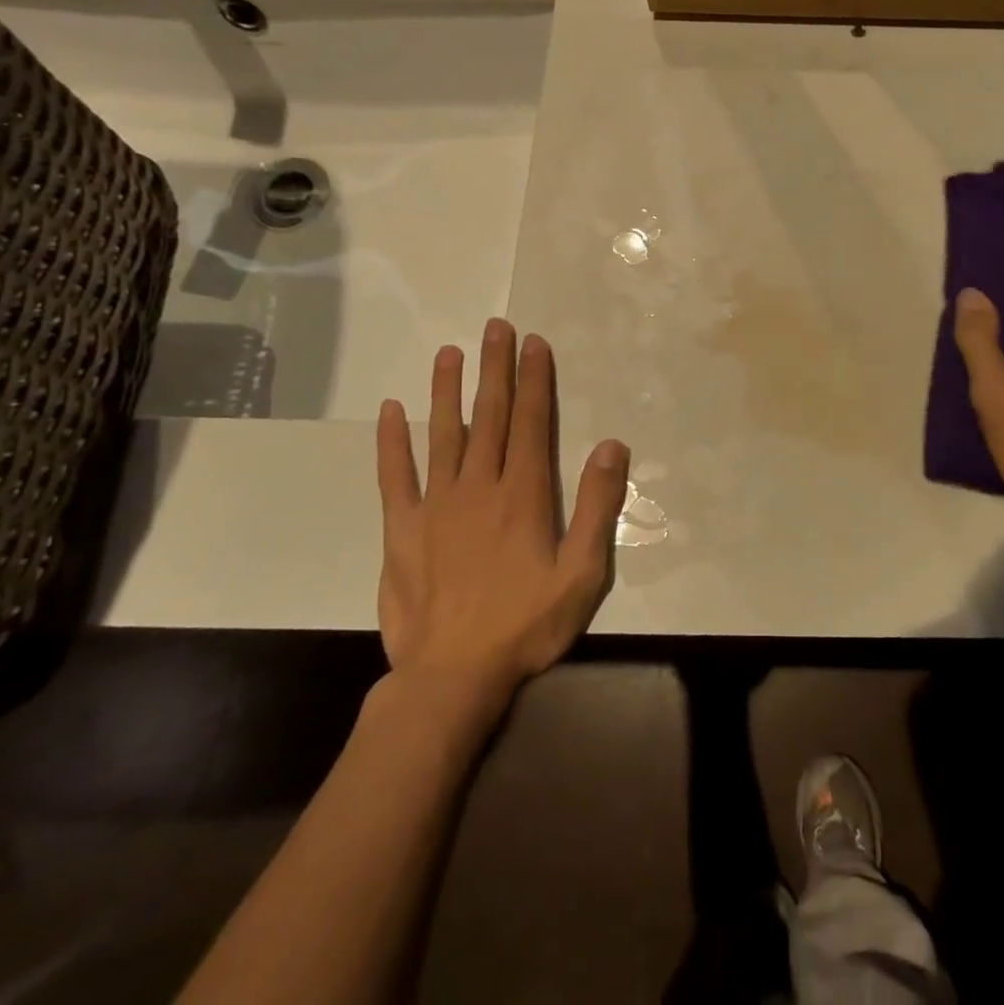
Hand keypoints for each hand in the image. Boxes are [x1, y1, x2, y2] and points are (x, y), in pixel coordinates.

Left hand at [375, 319, 629, 701]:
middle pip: (488, 416)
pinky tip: (390, 411)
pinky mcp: (401, 530)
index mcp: (523, 495)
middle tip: (496, 327)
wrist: (452, 677)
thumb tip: (613, 446)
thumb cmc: (526, 625)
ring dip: (447, 390)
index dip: (533, 380)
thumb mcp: (582, 573)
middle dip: (495, 368)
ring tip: (449, 352)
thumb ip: (597, 506)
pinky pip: (395, 476)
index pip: (530, 422)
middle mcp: (479, 487)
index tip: (534, 343)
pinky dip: (392, 442)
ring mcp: (435, 505)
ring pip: (443, 434)